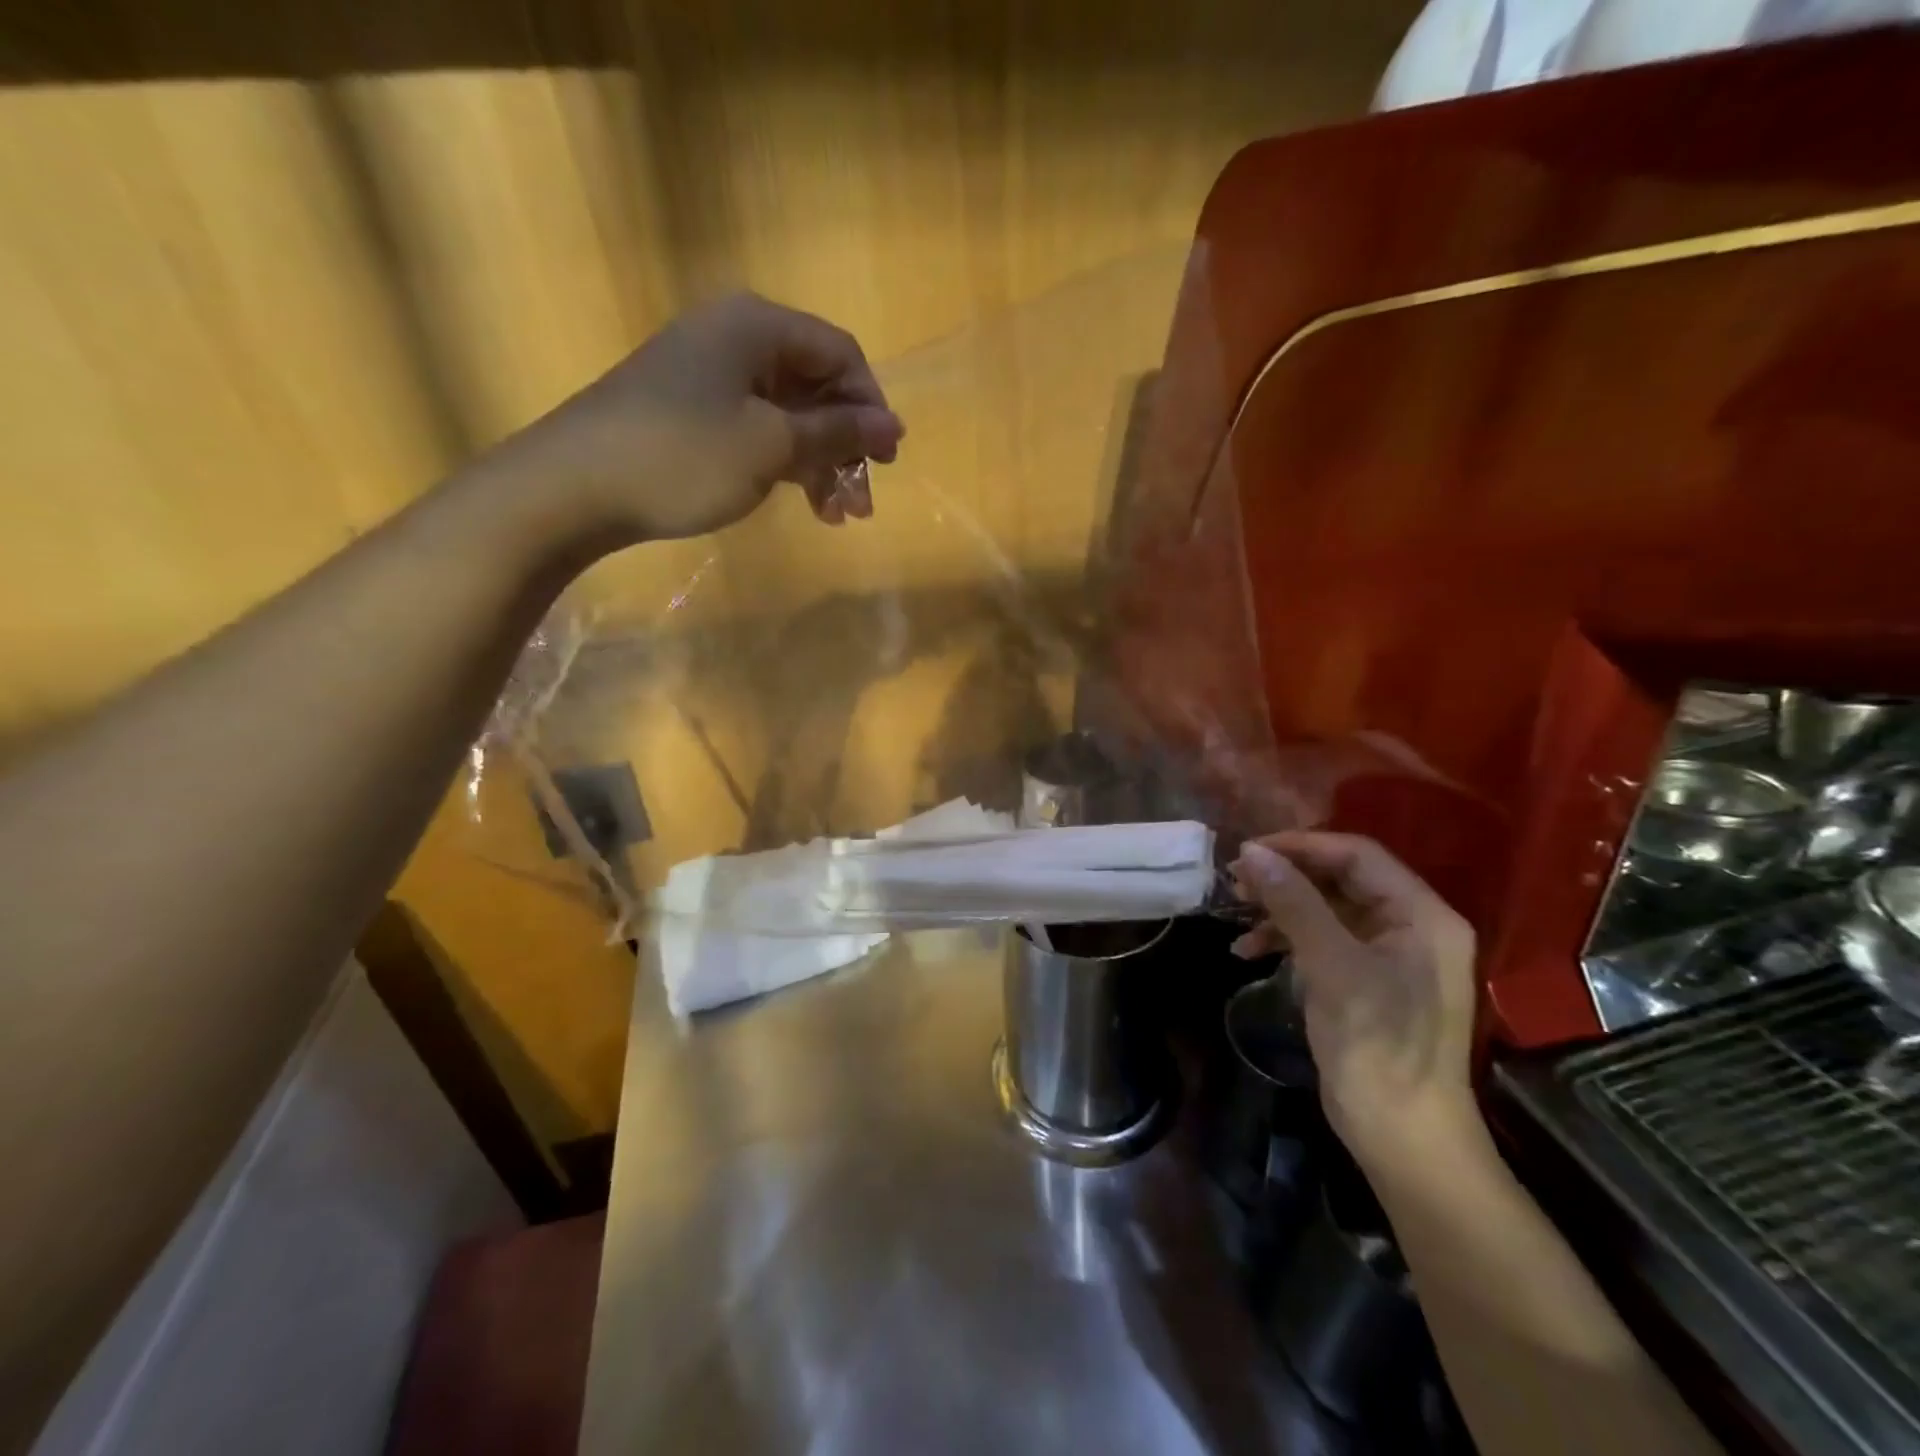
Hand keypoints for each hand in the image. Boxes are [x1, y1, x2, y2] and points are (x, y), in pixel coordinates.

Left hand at [485, 293, 903, 546]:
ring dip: (819, 463)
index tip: (886, 462)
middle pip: (815, 385)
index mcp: (756, 326)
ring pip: (787, 413)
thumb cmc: (683, 456)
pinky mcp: (689, 408)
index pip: (840, 354)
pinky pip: (755, 427)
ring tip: (834, 516)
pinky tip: (798, 501)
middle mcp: (734, 337)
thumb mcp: (771, 446)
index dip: (871, 407)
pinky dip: (783, 463)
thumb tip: (892, 426)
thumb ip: (837, 433)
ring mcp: (708, 373)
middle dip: (845, 446)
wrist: (574, 487)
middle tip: (862, 503)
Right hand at [1229, 832, 1479, 1168]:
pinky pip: (1321, 941)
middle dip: (1285, 877)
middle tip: (1235, 881)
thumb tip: (1252, 853)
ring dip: (1279, 909)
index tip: (1248, 852)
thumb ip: (1294, 904)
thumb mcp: (1332, 968)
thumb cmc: (1378, 1048)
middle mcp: (1410, 927)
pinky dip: (1285, 940)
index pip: (1357, 855)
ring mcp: (1388, 956)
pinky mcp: (1365, 981)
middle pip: (1340, 879)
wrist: (1404, 1139)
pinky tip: (1248, 952)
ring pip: (1325, 909)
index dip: (1301, 846)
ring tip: (1235, 915)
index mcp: (1421, 915)